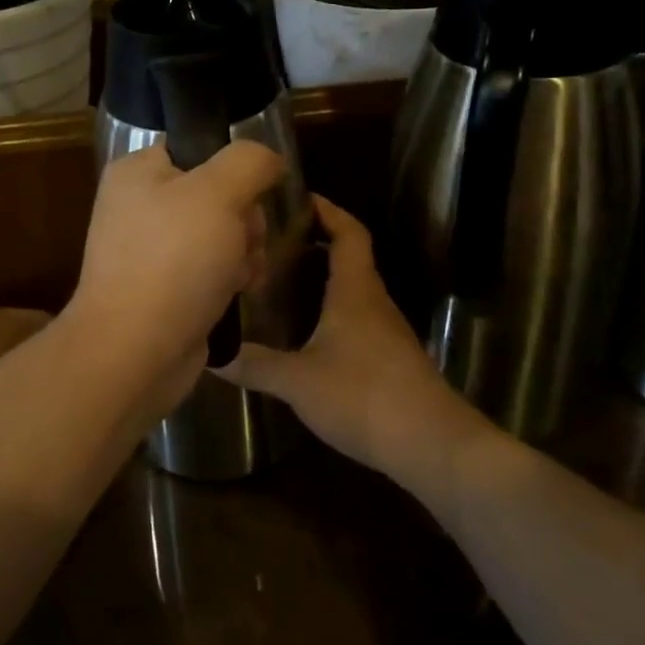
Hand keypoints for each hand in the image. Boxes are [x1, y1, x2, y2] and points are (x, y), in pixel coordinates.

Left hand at [67, 141, 284, 412]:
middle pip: (218, 193)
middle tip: (242, 241)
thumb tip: (267, 160)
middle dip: (244, 220)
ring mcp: (151, 249)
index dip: (233, 170)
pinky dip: (230, 278)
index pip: (199, 148)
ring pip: (222, 233)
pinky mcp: (165, 287)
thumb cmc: (173, 261)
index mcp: (138, 171)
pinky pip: (212, 268)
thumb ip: (249, 161)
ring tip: (240, 274)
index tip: (247, 195)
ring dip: (244, 251)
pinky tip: (237, 293)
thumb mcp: (217, 193)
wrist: (134, 351)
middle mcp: (140, 205)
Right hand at [221, 196, 490, 480]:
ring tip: (280, 281)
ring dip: (323, 278)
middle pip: (349, 258)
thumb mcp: (298, 381)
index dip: (327, 210)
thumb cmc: (364, 396)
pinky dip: (331, 310)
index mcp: (355, 290)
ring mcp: (386, 331)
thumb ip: (256, 364)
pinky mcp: (390, 359)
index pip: (348, 232)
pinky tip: (306, 332)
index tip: (298, 197)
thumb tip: (212, 354)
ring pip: (352, 290)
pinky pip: (357, 318)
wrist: (433, 446)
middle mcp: (374, 302)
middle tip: (272, 241)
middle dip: (315, 242)